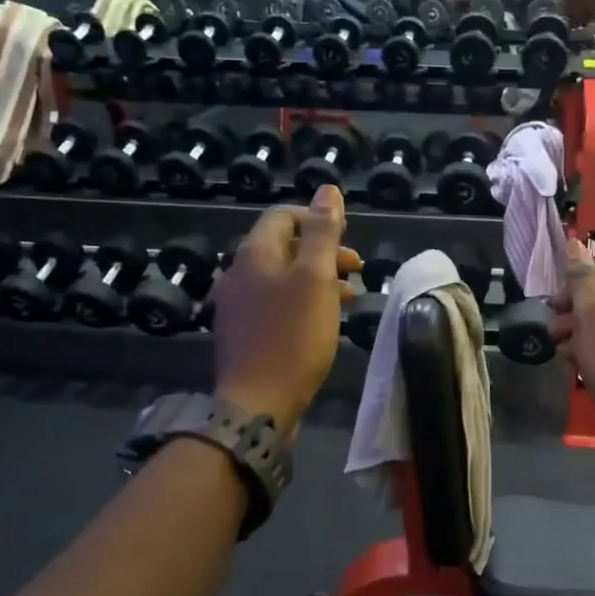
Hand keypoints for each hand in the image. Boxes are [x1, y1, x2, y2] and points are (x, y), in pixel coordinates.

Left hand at [210, 187, 359, 436]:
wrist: (257, 405)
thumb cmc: (292, 336)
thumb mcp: (315, 278)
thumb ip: (322, 233)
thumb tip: (328, 190)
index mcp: (254, 254)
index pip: (283, 216)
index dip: (317, 218)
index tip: (347, 239)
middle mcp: (238, 274)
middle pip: (283, 247)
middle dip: (322, 251)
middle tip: (356, 267)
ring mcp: (237, 306)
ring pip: (282, 278)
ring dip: (317, 279)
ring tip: (350, 296)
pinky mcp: (243, 334)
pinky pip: (276, 305)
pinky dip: (302, 303)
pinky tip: (323, 321)